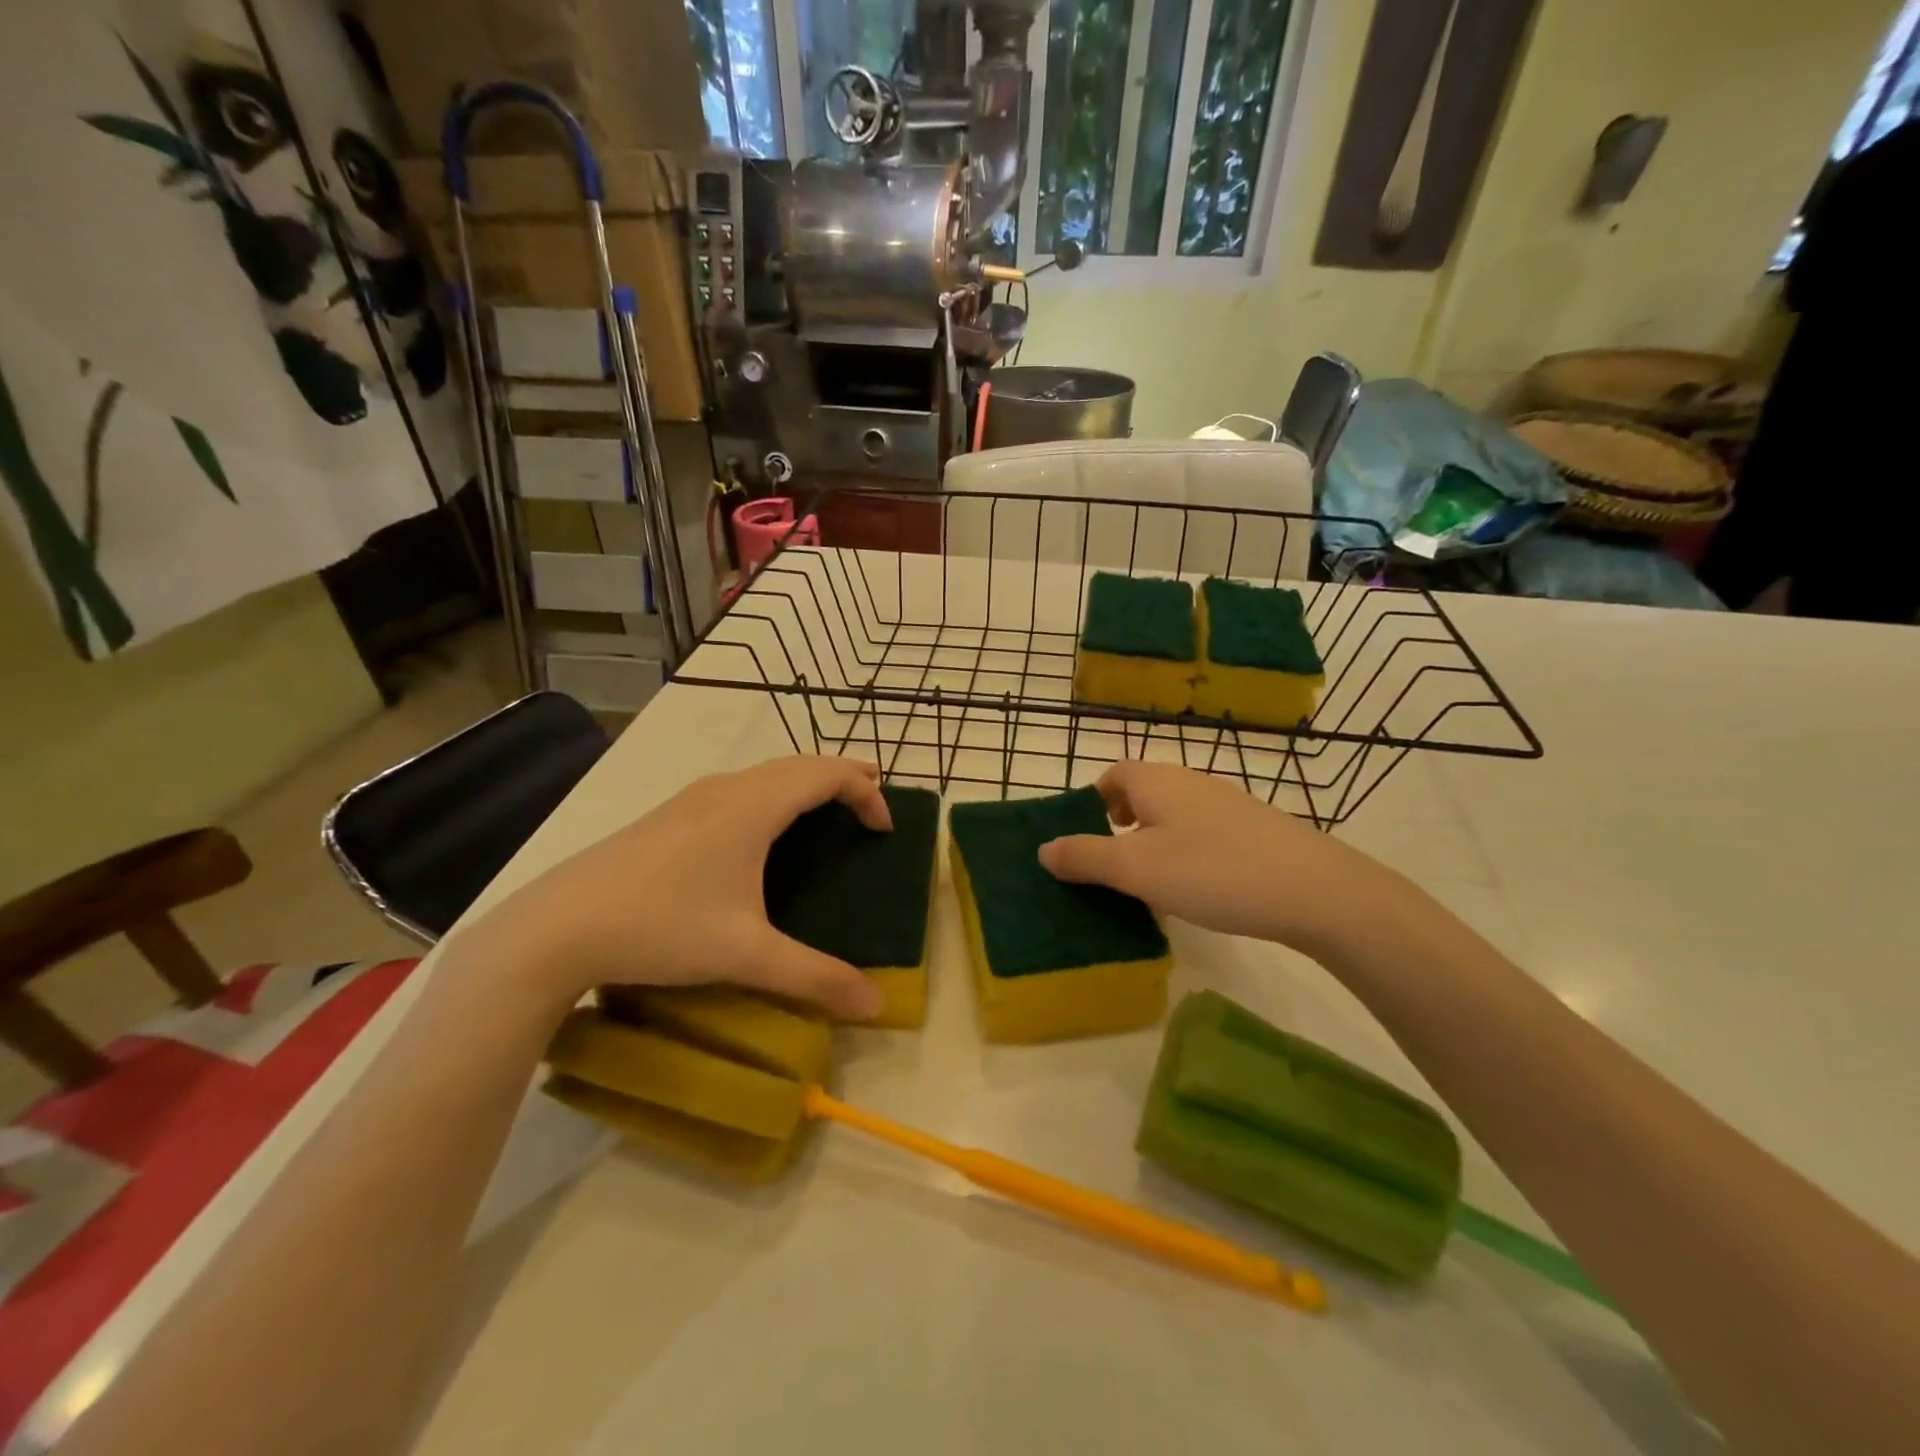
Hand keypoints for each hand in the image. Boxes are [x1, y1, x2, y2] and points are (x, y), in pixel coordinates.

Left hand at [473, 756, 890, 1020]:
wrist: (554, 928)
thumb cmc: (660, 927)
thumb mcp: (745, 955)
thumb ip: (814, 977)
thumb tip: (874, 1005)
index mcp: (753, 807)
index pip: (827, 776)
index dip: (865, 794)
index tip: (884, 830)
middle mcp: (726, 789)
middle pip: (799, 764)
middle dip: (842, 777)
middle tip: (871, 801)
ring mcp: (691, 798)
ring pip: (765, 773)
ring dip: (805, 782)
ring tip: (826, 808)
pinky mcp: (668, 815)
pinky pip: (739, 788)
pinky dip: (773, 793)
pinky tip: (761, 831)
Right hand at [1037, 761, 1404, 959]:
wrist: (1314, 889)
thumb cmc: (1212, 871)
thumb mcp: (1136, 869)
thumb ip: (1085, 857)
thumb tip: (1043, 849)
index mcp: (1156, 781)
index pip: (1113, 775)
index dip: (1092, 801)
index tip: (1084, 837)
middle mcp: (1189, 781)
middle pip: (1142, 791)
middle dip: (1120, 822)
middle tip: (1110, 864)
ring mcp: (1226, 803)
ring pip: (1173, 813)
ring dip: (1152, 839)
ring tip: (1148, 881)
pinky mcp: (1255, 828)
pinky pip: (1202, 831)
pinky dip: (1185, 851)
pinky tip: (1196, 887)